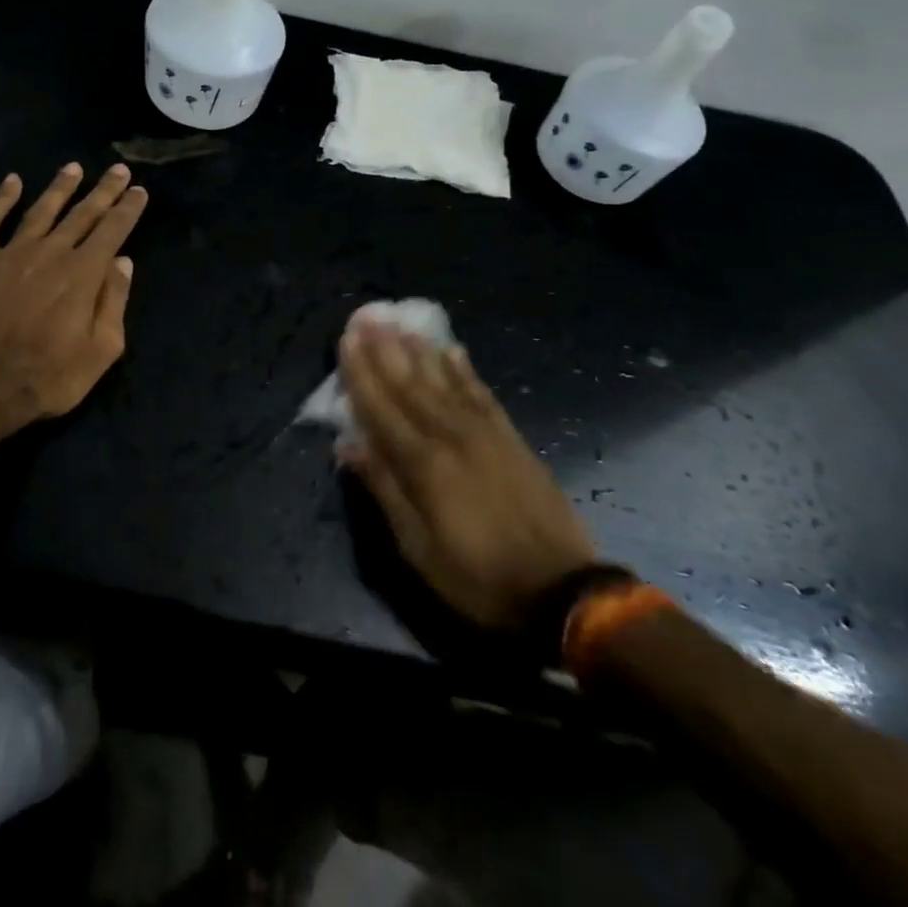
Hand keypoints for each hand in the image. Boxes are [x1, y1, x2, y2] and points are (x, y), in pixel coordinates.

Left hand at [0, 163, 147, 441]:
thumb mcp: (100, 352)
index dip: (128, 208)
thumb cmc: (48, 379)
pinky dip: (0, 198)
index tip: (139, 191)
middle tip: (119, 170)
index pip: (113, 230)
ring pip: (41, 209)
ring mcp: (11, 253)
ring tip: (74, 168)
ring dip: (60, 187)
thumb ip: (114, 302)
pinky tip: (12, 182)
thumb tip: (123, 262)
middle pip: (83, 213)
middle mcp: (51, 253)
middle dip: (104, 190)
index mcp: (83, 274)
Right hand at [337, 322, 594, 627]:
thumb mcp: (418, 548)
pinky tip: (453, 350)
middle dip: (384, 349)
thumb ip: (384, 489)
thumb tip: (349, 443)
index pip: (381, 407)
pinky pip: (482, 394)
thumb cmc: (478, 576)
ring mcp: (485, 433)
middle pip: (410, 384)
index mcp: (423, 464)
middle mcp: (451, 436)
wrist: (562, 590)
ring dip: (419, 350)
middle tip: (367, 316)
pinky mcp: (512, 438)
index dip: (360, 373)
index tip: (345, 340)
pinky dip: (465, 370)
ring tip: (401, 322)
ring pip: (444, 381)